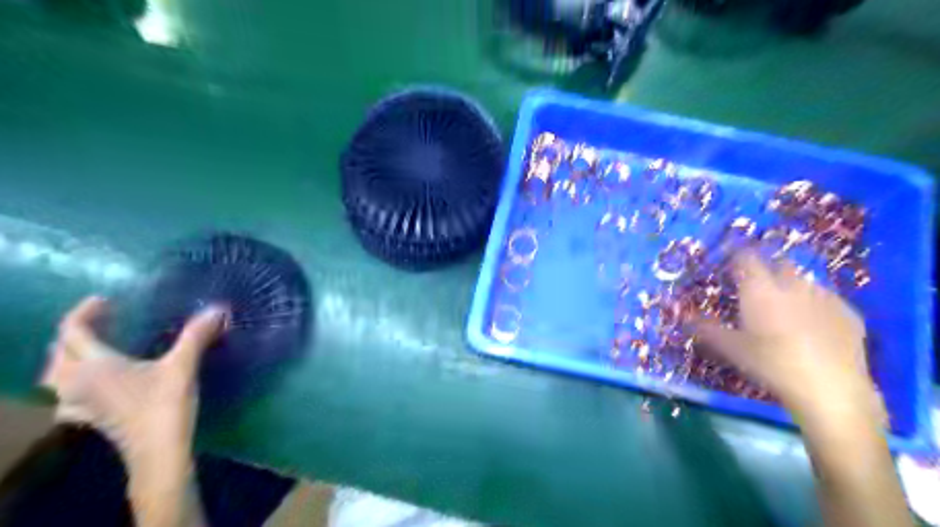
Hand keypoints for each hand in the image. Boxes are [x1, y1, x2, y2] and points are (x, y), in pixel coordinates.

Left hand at [40, 297, 224, 472]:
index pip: (72, 331)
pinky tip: (90, 388)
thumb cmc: (165, 405)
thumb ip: (196, 335)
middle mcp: (78, 382)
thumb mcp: (183, 366)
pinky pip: (66, 397)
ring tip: (91, 350)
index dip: (85, 311)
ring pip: (55, 376)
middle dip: (74, 333)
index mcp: (95, 365)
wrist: (158, 450)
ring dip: (67, 358)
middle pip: (58, 353)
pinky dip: (72, 386)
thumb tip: (218, 308)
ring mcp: (81, 403)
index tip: (107, 300)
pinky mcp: (90, 417)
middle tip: (102, 322)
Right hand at [694, 252, 885, 424]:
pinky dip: (815, 306)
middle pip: (778, 263)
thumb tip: (683, 316)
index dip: (736, 255)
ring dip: (791, 287)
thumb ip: (706, 329)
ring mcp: (824, 296)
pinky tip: (813, 327)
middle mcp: (792, 284)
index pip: (746, 257)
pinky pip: (827, 299)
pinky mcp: (849, 313)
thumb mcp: (731, 348)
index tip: (728, 261)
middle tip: (755, 288)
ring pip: (804, 281)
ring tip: (785, 309)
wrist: (830, 388)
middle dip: (766, 269)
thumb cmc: (770, 364)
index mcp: (760, 289)